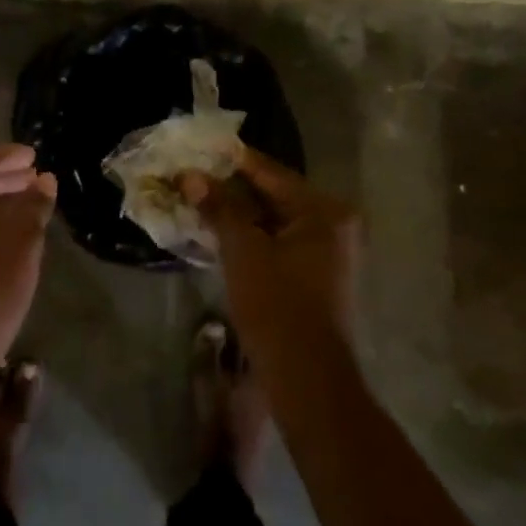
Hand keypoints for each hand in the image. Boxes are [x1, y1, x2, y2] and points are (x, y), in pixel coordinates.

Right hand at [184, 147, 357, 354]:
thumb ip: (219, 208)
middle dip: (232, 187)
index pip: (271, 172)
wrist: (307, 377)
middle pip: (274, 194)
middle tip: (193, 175)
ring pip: (274, 219)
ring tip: (198, 199)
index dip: (232, 160)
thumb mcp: (242, 250)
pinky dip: (252, 235)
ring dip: (238, 212)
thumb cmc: (277, 305)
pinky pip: (280, 241)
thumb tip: (190, 176)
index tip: (200, 148)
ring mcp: (329, 251)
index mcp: (324, 211)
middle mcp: (334, 224)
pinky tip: (219, 231)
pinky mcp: (318, 275)